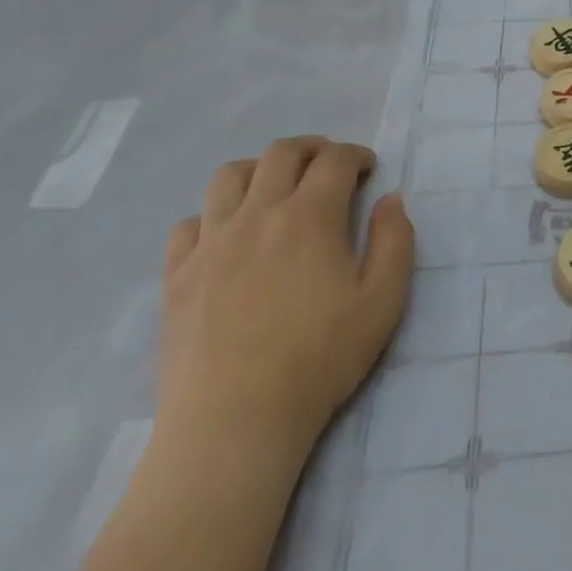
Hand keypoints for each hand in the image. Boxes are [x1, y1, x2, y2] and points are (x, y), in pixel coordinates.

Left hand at [156, 136, 413, 457]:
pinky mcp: (176, 275)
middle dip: (312, 149)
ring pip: (228, 175)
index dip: (356, 155)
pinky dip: (212, 215)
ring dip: (259, 169)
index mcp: (310, 217)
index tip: (367, 170)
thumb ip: (395, 241)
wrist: (235, 421)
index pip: (334, 160)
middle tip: (329, 167)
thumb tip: (390, 199)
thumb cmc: (319, 359)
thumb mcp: (383, 301)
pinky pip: (188, 223)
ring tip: (275, 189)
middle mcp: (258, 214)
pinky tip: (227, 236)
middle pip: (281, 153)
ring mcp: (211, 243)